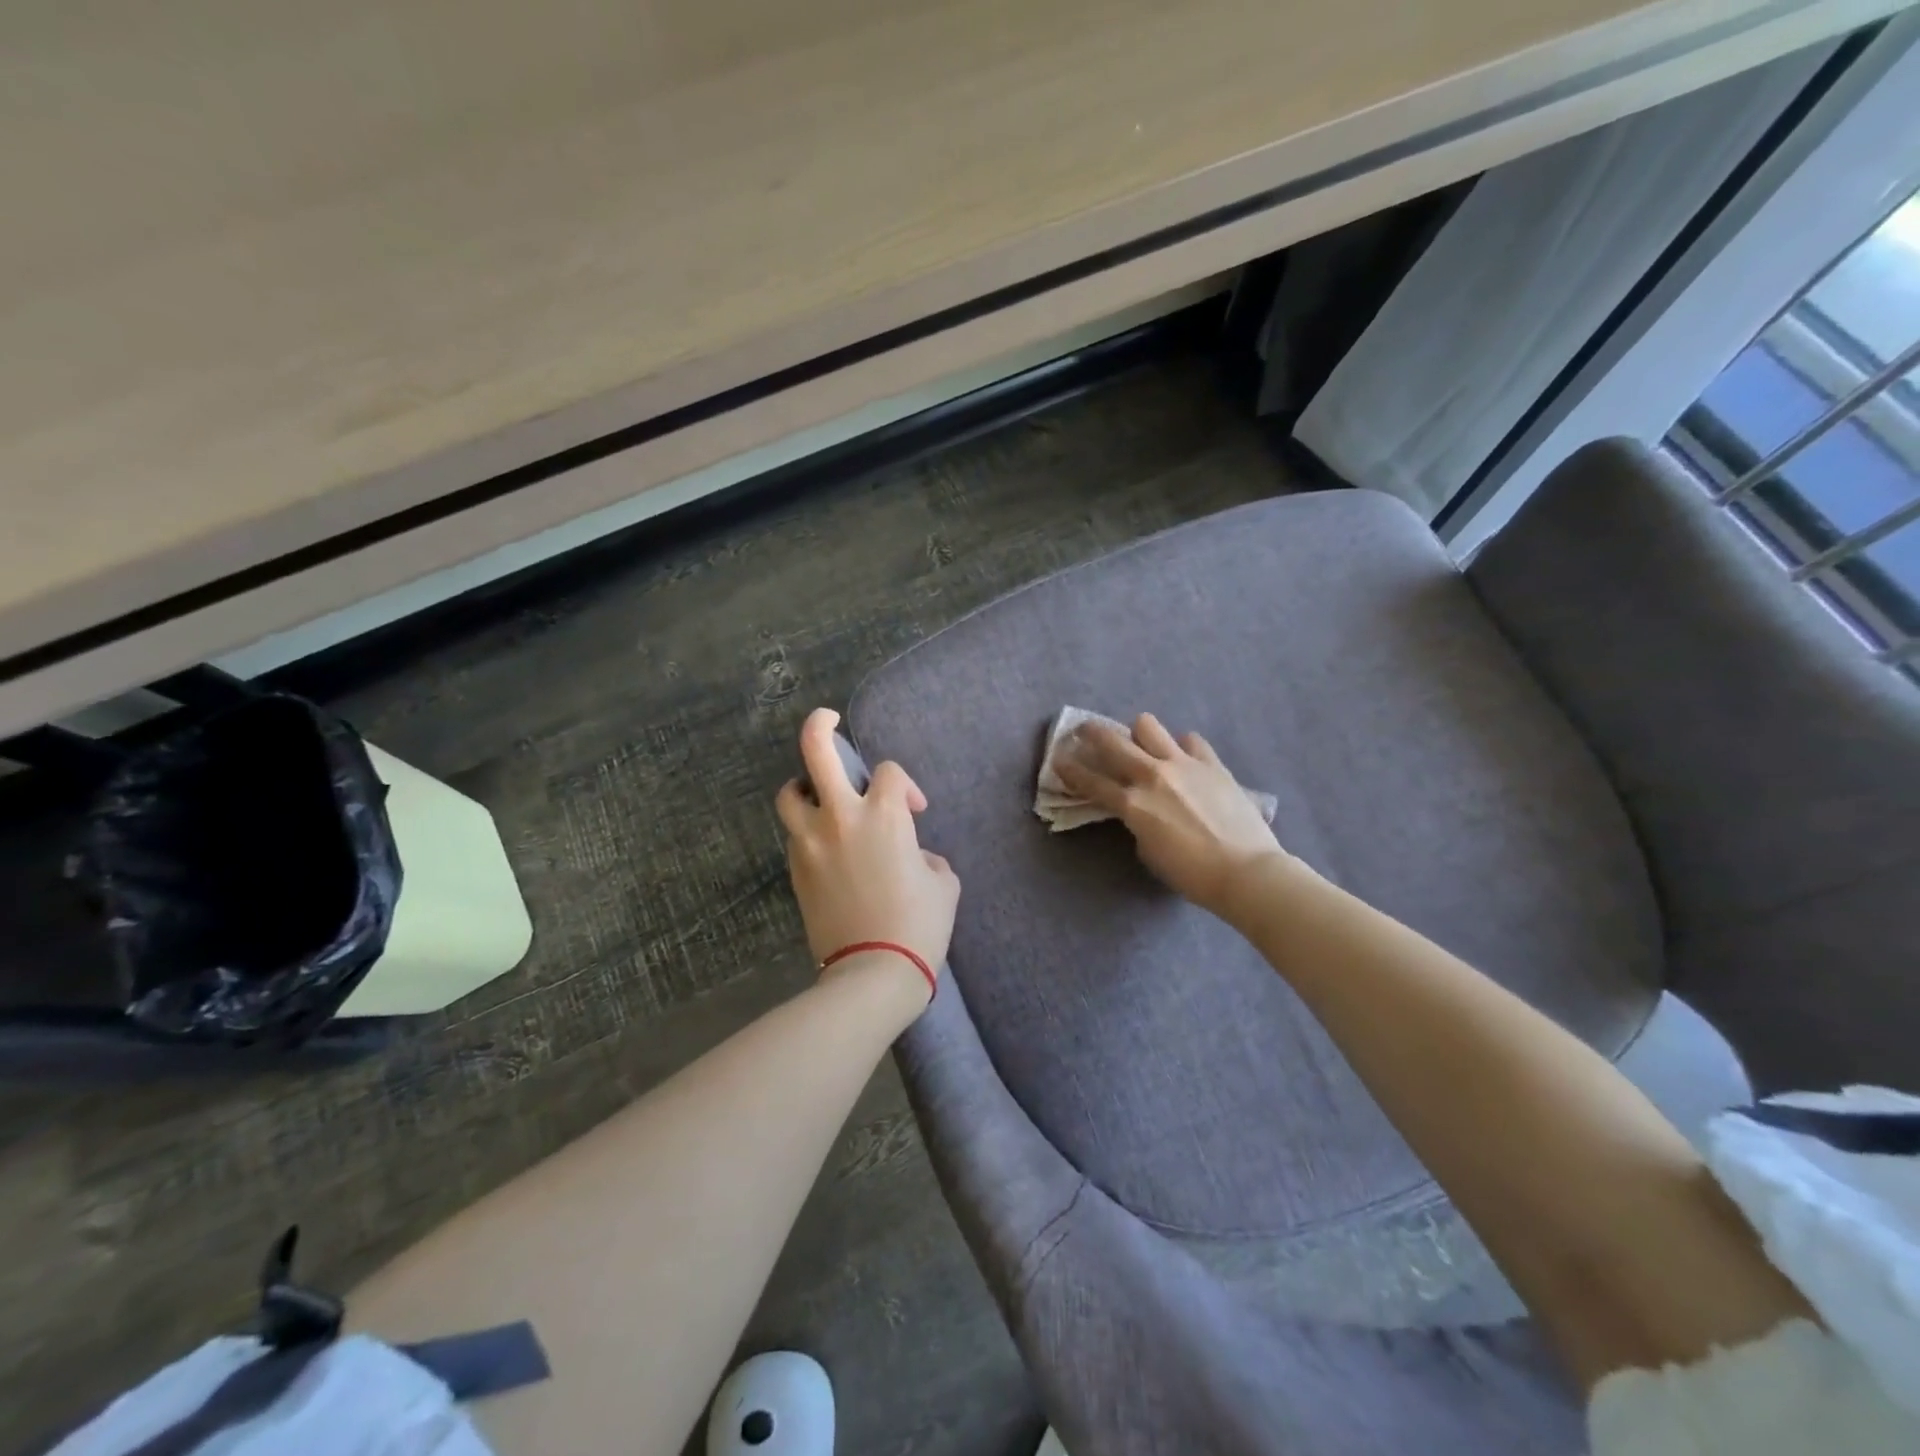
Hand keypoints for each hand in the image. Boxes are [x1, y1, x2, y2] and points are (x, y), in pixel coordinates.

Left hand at [775, 708, 959, 1009]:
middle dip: (819, 727)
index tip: (917, 812)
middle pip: (817, 753)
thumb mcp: (944, 884)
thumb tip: (913, 856)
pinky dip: (808, 829)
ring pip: (790, 793)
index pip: (889, 773)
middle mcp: (841, 818)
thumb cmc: (919, 925)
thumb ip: (927, 856)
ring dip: (804, 786)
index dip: (907, 786)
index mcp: (884, 815)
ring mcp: (811, 843)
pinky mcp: (796, 870)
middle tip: (826, 719)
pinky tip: (826, 847)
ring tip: (820, 797)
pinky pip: (796, 835)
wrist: (873, 973)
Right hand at [1054, 712, 1293, 919]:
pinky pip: (1190, 740)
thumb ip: (1137, 822)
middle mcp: (1152, 775)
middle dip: (1091, 733)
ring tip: (1141, 742)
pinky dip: (1181, 746)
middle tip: (1084, 731)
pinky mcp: (1211, 763)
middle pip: (1112, 742)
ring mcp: (1183, 764)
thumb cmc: (1191, 874)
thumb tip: (1139, 808)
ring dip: (1138, 732)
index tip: (1057, 758)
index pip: (1091, 781)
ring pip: (1148, 726)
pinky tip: (1184, 758)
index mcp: (1132, 804)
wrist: (1245, 872)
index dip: (1070, 769)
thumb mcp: (1148, 852)